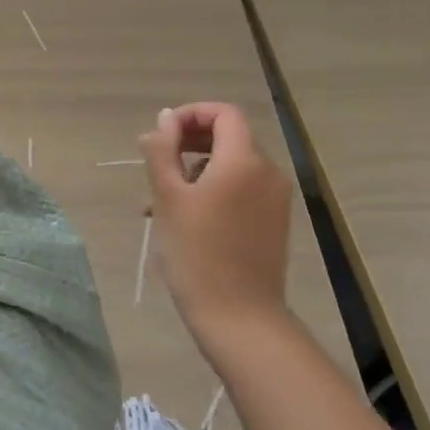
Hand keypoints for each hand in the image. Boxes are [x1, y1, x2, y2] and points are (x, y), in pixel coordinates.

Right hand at [139, 104, 292, 351]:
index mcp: (244, 161)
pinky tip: (183, 218)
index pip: (223, 114)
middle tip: (154, 164)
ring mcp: (275, 200)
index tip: (161, 135)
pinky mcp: (273, 222)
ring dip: (194, 170)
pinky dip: (212, 191)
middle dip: (188, 143)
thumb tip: (164, 119)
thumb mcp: (168, 197)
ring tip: (158, 200)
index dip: (191, 115)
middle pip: (228, 138)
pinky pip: (240, 190)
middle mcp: (267, 173)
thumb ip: (163, 151)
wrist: (238, 316)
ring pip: (230, 166)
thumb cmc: (196, 252)